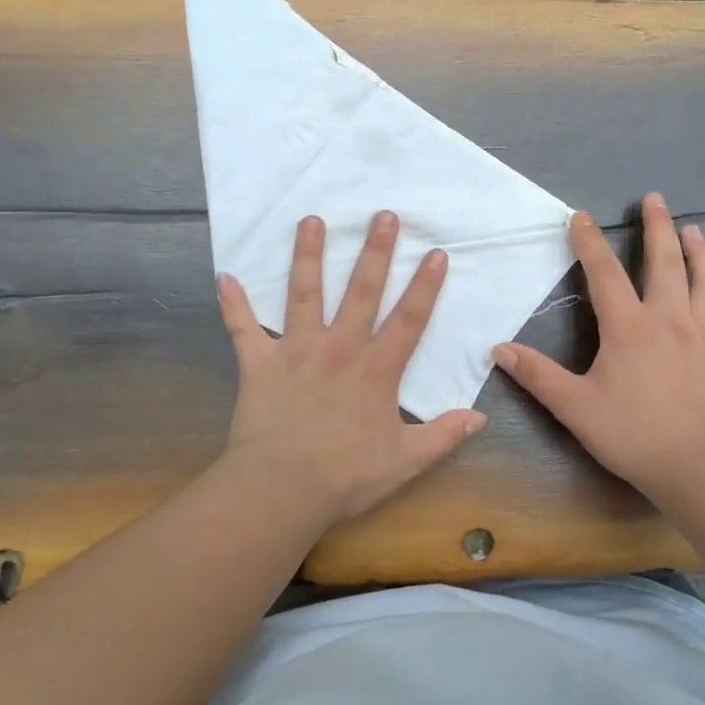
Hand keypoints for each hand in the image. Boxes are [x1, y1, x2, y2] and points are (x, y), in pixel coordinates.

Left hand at [218, 210, 487, 521]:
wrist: (282, 489)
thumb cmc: (346, 476)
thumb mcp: (405, 461)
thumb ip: (443, 436)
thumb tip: (480, 418)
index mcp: (376, 370)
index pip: (408, 319)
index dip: (425, 285)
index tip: (435, 252)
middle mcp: (339, 349)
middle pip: (361, 292)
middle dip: (374, 252)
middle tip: (382, 215)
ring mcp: (296, 351)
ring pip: (303, 294)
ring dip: (308, 256)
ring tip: (311, 221)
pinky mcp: (259, 364)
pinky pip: (243, 329)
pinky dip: (233, 304)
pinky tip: (225, 277)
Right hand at [494, 193, 704, 499]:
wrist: (696, 466)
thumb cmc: (631, 433)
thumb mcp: (574, 406)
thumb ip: (537, 375)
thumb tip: (498, 349)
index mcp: (628, 327)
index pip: (604, 273)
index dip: (590, 241)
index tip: (580, 216)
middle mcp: (669, 320)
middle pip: (665, 263)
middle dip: (658, 227)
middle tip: (656, 198)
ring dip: (699, 253)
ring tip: (694, 230)